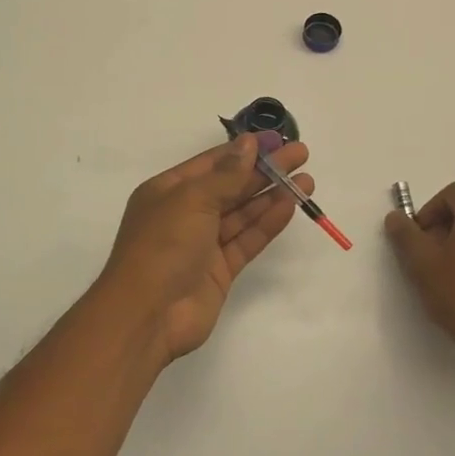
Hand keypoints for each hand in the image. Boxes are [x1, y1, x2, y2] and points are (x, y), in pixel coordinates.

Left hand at [96, 133, 313, 363]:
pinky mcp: (219, 270)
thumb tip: (247, 144)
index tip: (275, 140)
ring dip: (272, 196)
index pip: (212, 163)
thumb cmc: (163, 246)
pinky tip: (289, 207)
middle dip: (265, 171)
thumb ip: (226, 175)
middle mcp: (185, 214)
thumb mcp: (192, 200)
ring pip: (242, 214)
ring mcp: (203, 244)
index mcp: (168, 191)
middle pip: (231, 186)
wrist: (148, 315)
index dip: (244, 150)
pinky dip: (267, 224)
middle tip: (301, 155)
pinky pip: (246, 240)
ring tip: (306, 181)